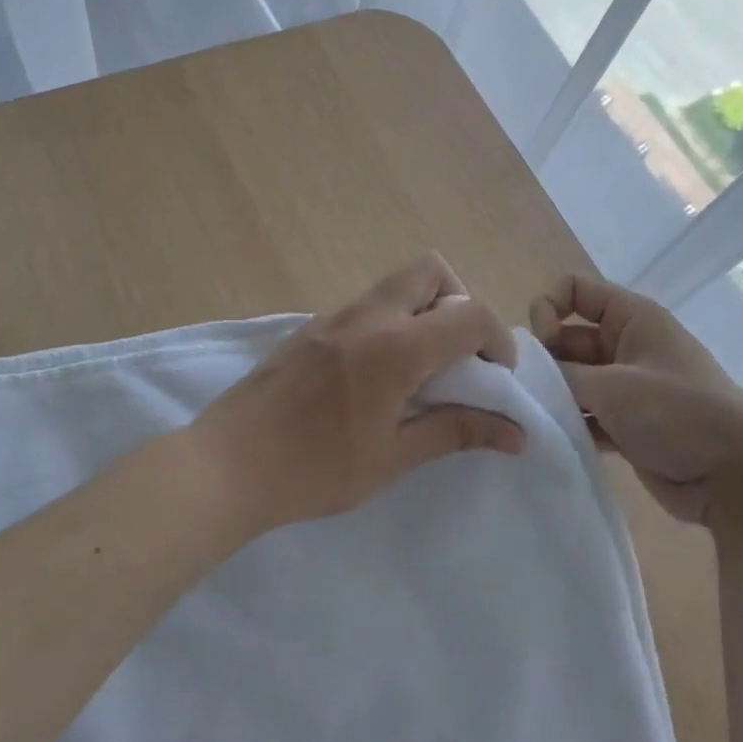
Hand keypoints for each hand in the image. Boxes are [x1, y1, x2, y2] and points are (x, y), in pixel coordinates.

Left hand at [189, 254, 524, 533]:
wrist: (225, 467)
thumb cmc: (314, 471)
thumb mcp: (392, 458)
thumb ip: (456, 432)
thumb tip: (516, 435)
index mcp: (395, 346)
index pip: (470, 315)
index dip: (498, 341)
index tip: (496, 379)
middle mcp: (366, 316)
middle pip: (431, 270)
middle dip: (460, 302)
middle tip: (458, 355)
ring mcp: (331, 317)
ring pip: (394, 285)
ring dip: (423, 311)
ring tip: (420, 369)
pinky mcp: (308, 329)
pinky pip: (365, 306)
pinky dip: (390, 322)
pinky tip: (376, 376)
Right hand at [529, 275, 742, 525]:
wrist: (735, 477)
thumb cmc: (676, 414)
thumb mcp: (611, 386)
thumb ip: (561, 374)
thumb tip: (527, 374)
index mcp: (632, 318)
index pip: (574, 289)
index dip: (547, 308)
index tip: (541, 345)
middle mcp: (628, 344)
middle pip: (568, 336)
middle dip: (545, 360)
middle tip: (530, 391)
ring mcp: (629, 386)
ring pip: (575, 378)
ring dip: (555, 395)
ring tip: (537, 417)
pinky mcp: (628, 423)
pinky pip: (587, 412)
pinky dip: (571, 422)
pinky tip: (554, 438)